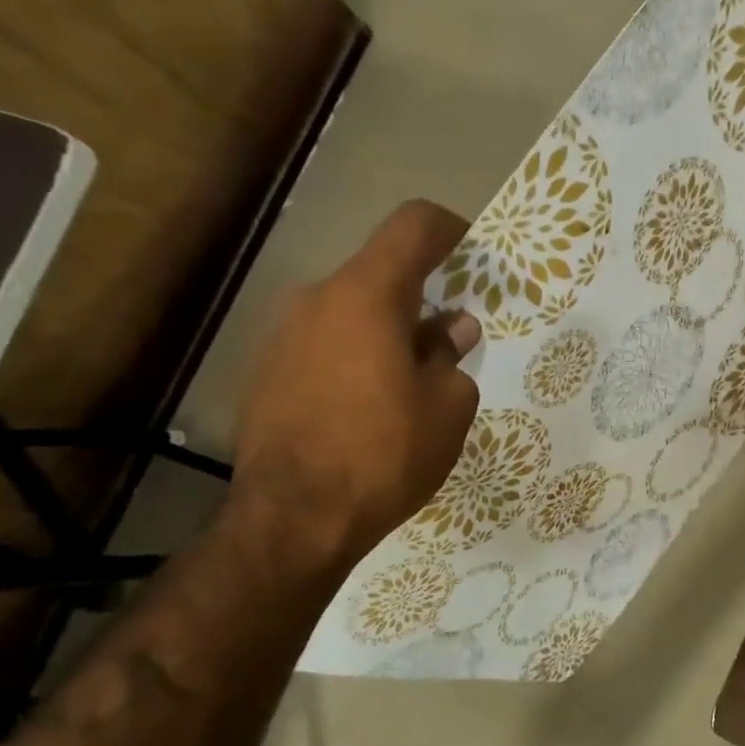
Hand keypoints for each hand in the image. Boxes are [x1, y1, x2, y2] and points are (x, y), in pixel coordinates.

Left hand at [232, 201, 479, 567]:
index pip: (413, 226)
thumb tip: (450, 330)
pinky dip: (359, 356)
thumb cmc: (385, 454)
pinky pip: (327, 344)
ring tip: (416, 384)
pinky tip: (373, 408)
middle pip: (381, 273)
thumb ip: (452, 357)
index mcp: (367, 296)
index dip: (451, 229)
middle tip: (455, 341)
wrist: (293, 518)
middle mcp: (318, 300)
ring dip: (391, 331)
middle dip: (425, 297)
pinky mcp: (268, 371)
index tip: (476, 254)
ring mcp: (284, 335)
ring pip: (353, 312)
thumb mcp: (448, 408)